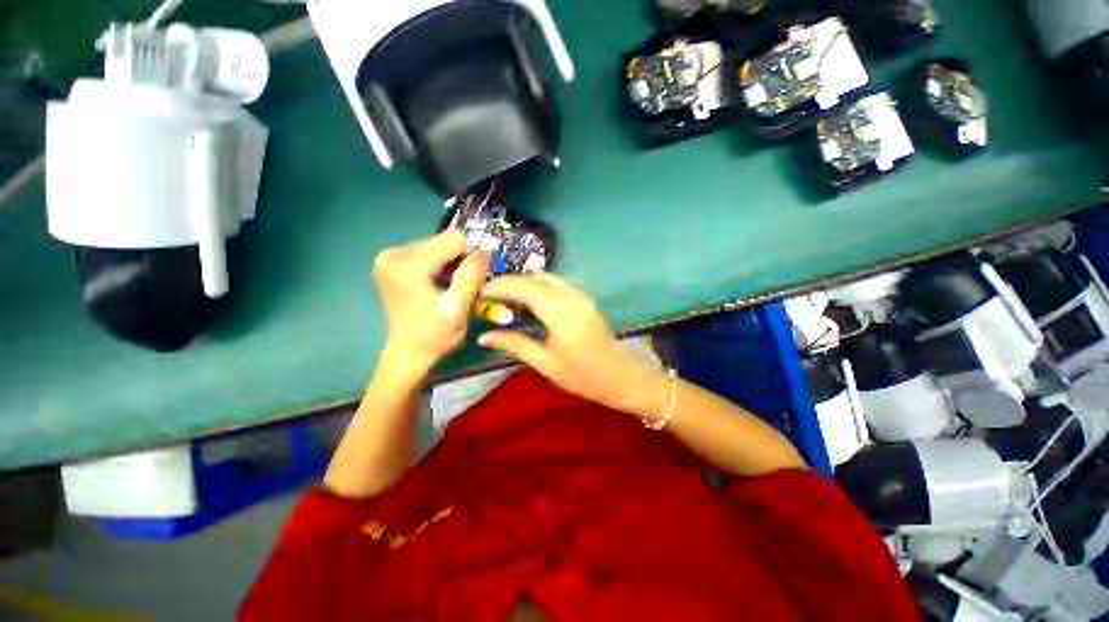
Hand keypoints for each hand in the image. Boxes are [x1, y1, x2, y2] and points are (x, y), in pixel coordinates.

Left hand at [373, 231, 489, 375]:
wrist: (408, 351)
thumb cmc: (434, 335)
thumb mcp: (457, 309)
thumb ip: (470, 278)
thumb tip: (484, 251)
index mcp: (407, 265)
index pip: (453, 239)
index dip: (469, 257)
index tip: (471, 280)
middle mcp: (393, 253)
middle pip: (444, 241)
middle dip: (458, 261)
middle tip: (460, 287)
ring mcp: (389, 256)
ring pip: (438, 246)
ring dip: (450, 264)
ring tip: (449, 288)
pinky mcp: (391, 261)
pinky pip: (428, 252)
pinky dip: (439, 266)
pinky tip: (438, 285)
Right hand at [477, 273, 668, 415]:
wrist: (620, 376)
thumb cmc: (583, 376)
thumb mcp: (545, 363)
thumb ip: (514, 344)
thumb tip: (483, 337)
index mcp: (562, 314)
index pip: (527, 288)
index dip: (502, 285)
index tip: (481, 291)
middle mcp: (573, 297)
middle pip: (536, 278)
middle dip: (511, 282)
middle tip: (491, 296)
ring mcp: (581, 295)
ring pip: (547, 277)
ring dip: (525, 283)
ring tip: (506, 298)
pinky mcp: (585, 297)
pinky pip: (557, 283)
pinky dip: (539, 286)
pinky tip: (529, 300)